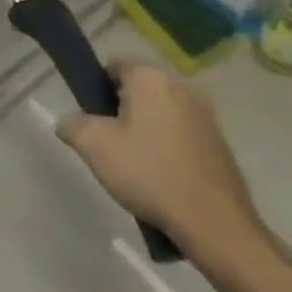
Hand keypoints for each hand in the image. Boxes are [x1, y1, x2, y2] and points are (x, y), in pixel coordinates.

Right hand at [56, 61, 277, 272]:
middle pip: (137, 91)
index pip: (112, 67)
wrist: (215, 224)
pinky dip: (167, 148)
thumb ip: (71, 124)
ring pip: (160, 114)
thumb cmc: (149, 173)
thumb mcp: (92, 145)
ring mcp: (206, 117)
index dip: (96, 89)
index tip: (91, 118)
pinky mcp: (221, 144)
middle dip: (120, 111)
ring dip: (145, 130)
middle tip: (109, 144)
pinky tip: (162, 178)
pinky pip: (181, 135)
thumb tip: (70, 123)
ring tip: (135, 165)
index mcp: (150, 79)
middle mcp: (181, 88)